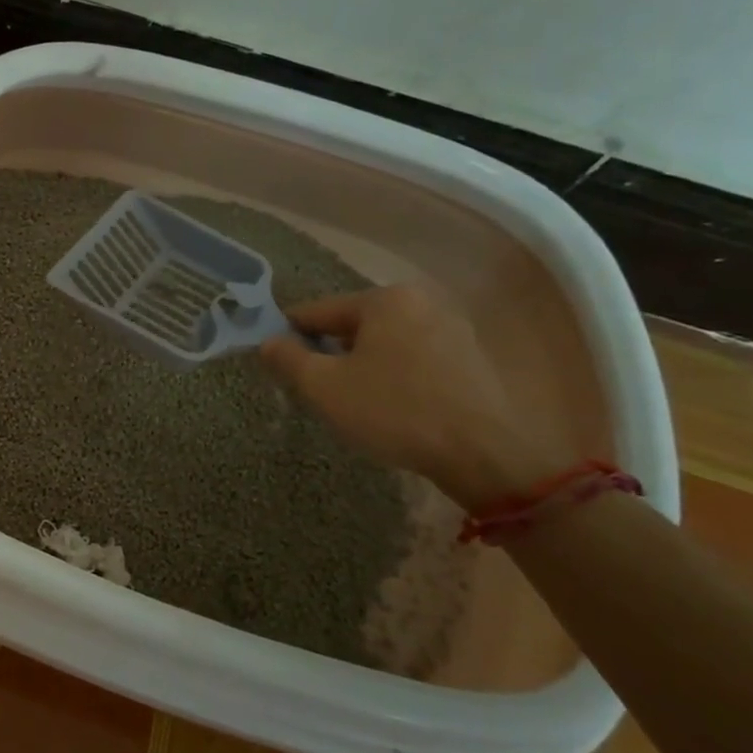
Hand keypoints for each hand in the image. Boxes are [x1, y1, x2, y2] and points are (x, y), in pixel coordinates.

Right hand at [260, 282, 572, 508]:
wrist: (484, 453)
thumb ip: (288, 359)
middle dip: (330, 351)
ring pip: (385, 342)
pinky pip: (414, 358)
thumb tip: (268, 342)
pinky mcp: (471, 358)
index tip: (274, 357)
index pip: (319, 311)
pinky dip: (394, 374)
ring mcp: (453, 328)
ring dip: (362, 364)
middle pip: (354, 325)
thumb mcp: (324, 387)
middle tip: (313, 386)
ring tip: (350, 399)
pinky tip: (389, 405)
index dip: (290, 333)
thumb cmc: (394, 411)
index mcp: (384, 299)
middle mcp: (421, 302)